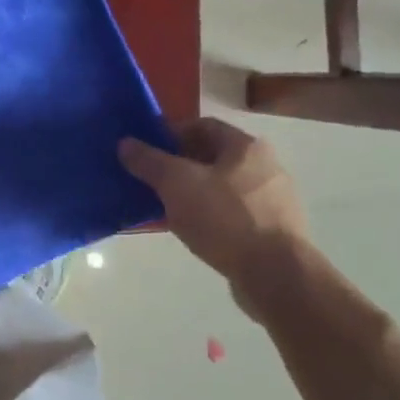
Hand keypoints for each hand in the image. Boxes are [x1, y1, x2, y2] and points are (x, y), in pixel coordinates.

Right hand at [119, 117, 307, 299]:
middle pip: (212, 157)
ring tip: (165, 209)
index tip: (144, 153)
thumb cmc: (224, 218)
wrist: (274, 273)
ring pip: (221, 187)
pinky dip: (209, 215)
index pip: (202, 126)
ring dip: (192, 193)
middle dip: (178, 166)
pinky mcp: (272, 228)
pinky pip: (231, 212)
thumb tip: (125, 143)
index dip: (169, 135)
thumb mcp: (177, 184)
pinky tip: (191, 230)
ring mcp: (272, 199)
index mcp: (245, 146)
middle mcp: (265, 165)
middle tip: (150, 182)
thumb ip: (149, 161)